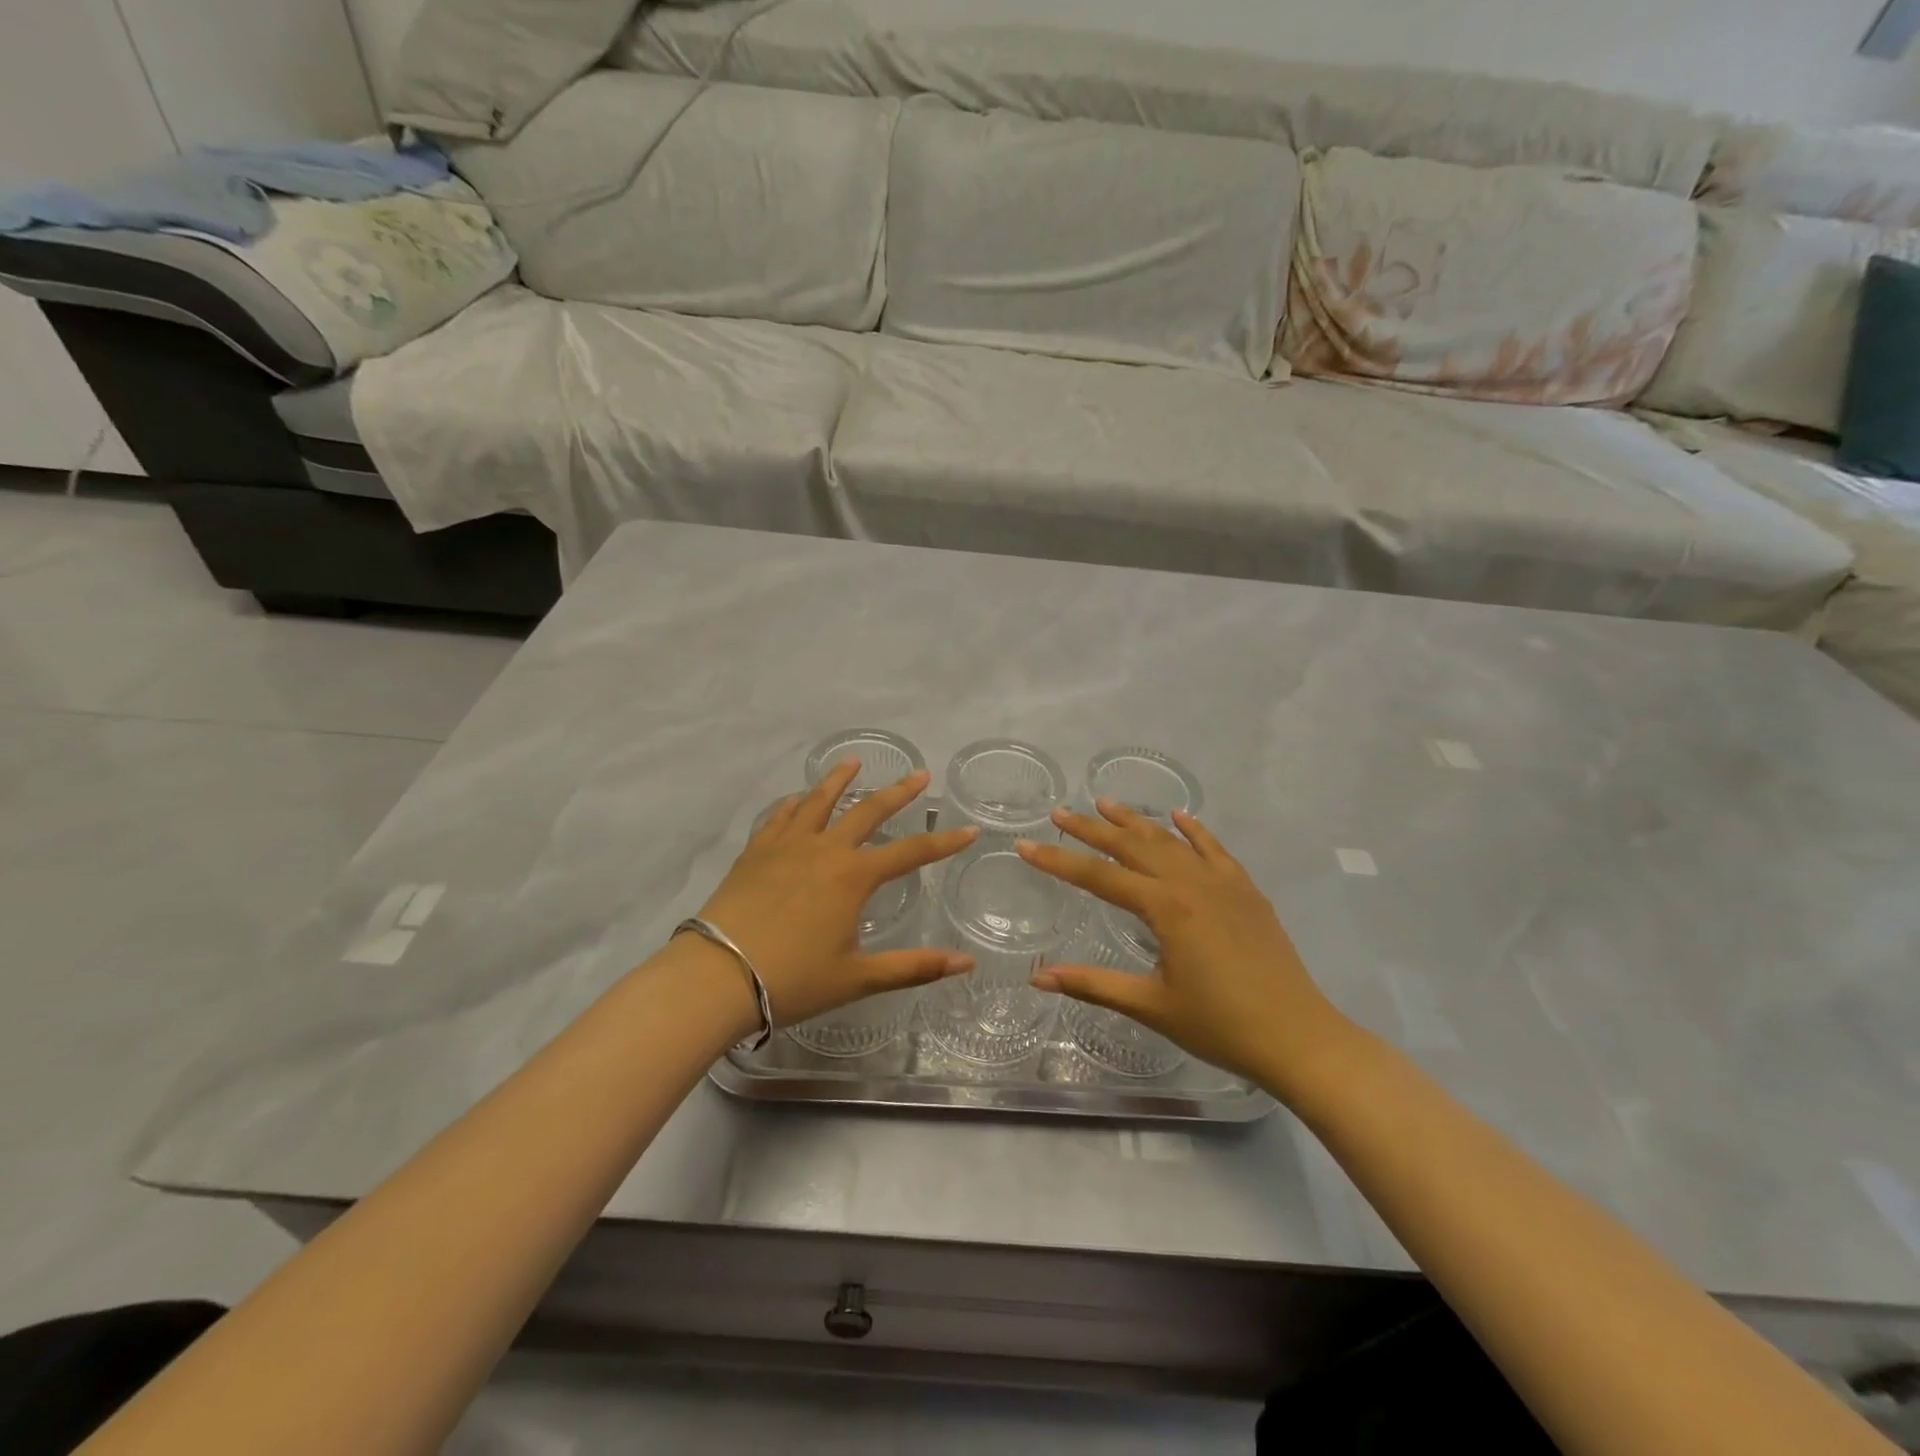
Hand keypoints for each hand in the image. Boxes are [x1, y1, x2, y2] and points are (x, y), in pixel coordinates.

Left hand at [694, 760, 977, 1026]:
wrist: (717, 975)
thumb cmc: (793, 979)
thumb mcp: (858, 978)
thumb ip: (914, 967)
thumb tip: (966, 963)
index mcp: (853, 877)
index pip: (910, 853)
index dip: (942, 842)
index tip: (968, 830)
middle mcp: (824, 849)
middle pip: (868, 811)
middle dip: (898, 793)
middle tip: (919, 774)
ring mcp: (786, 845)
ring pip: (818, 802)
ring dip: (839, 780)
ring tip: (853, 762)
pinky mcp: (756, 851)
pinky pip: (779, 816)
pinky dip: (793, 804)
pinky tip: (796, 798)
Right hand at [1017, 801, 1351, 1090]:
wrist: (1298, 1037)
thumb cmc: (1221, 1026)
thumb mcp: (1151, 1006)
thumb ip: (1093, 985)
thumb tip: (1037, 978)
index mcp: (1166, 908)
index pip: (1099, 877)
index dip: (1059, 861)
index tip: (1026, 844)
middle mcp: (1192, 884)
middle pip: (1132, 847)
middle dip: (1092, 830)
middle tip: (1060, 813)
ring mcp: (1223, 883)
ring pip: (1170, 841)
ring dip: (1136, 821)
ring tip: (1106, 804)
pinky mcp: (1246, 892)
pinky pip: (1215, 850)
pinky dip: (1194, 831)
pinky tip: (1179, 816)